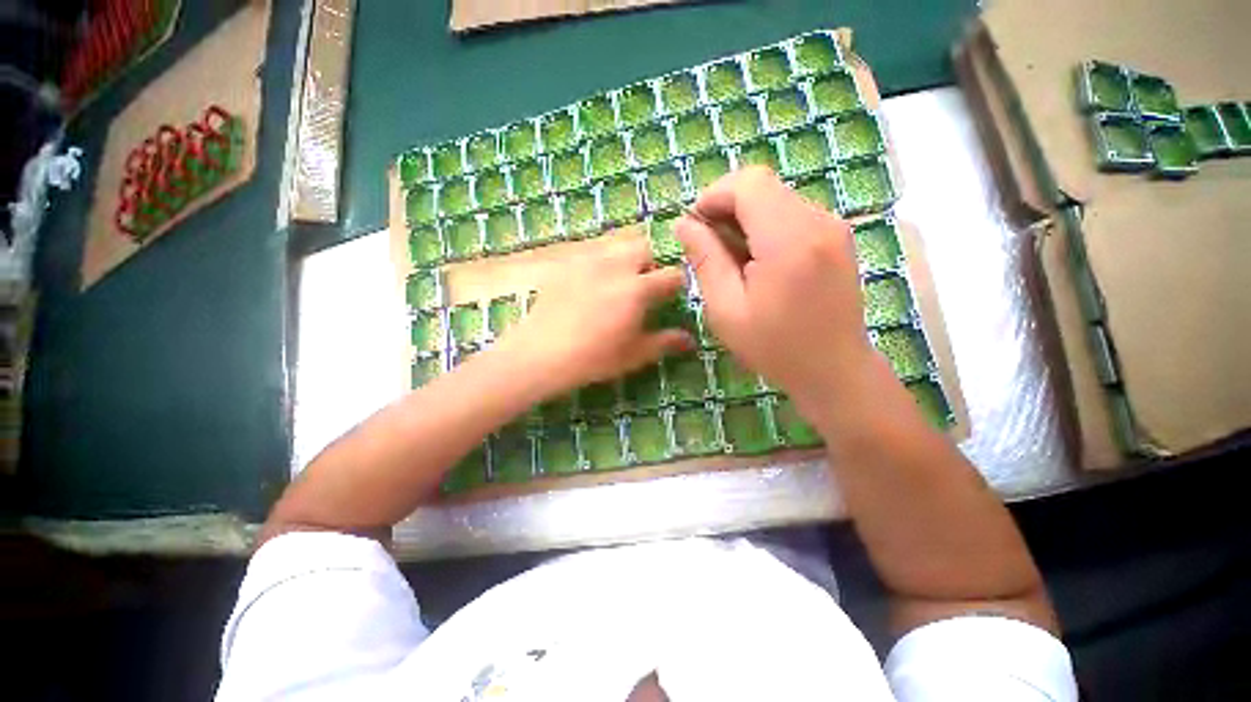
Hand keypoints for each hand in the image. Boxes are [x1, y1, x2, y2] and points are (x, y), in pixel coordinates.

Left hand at [497, 238, 694, 396]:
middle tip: (644, 286)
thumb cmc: (593, 358)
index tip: (672, 296)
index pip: (671, 275)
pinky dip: (600, 261)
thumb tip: (690, 340)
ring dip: (626, 258)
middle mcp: (616, 266)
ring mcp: (588, 261)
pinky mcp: (566, 264)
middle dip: (651, 262)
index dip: (677, 284)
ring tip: (618, 282)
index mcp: (637, 289)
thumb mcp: (634, 355)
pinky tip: (591, 283)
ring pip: (617, 244)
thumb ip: (665, 343)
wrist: (541, 354)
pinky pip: (591, 252)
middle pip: (644, 247)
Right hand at [676, 167, 880, 415]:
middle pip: (763, 186)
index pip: (748, 183)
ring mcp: (833, 226)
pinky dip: (767, 227)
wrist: (834, 370)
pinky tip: (759, 262)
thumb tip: (684, 224)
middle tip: (710, 248)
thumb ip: (705, 260)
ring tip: (734, 261)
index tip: (696, 227)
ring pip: (777, 198)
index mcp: (788, 240)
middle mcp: (818, 221)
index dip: (714, 196)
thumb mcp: (726, 309)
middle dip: (728, 208)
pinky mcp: (838, 236)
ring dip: (746, 219)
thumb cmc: (774, 347)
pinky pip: (793, 214)